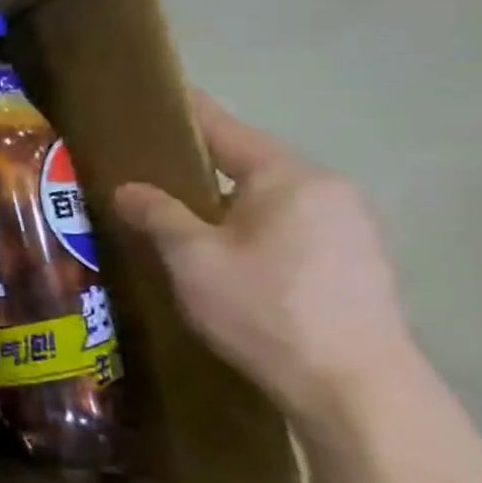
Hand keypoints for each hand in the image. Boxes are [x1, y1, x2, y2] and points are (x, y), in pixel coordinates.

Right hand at [114, 92, 415, 426]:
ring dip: (221, 206)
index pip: (226, 131)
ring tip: (171, 219)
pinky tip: (217, 257)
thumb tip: (128, 188)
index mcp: (290, 179)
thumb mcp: (191, 257)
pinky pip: (286, 229)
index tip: (154, 97)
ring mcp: (349, 229)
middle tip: (143, 174)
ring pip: (266, 201)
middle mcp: (328, 193)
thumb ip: (157, 214)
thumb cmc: (263, 307)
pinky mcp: (353, 264)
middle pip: (248, 166)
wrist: (351, 385)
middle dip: (196, 170)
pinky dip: (246, 231)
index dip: (186, 114)